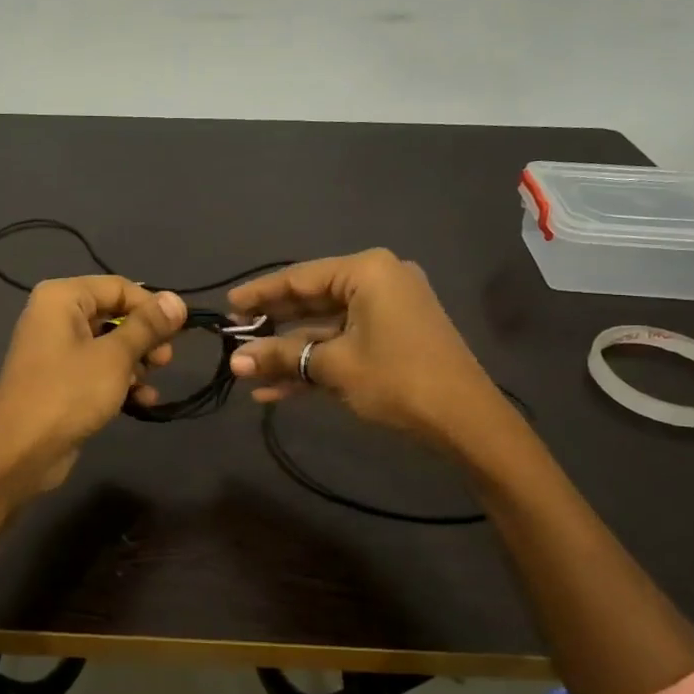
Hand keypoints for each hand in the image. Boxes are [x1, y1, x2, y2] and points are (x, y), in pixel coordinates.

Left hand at [0, 276, 186, 498]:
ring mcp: (56, 350)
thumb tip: (177, 300)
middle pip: (115, 315)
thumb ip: (148, 326)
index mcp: (62, 298)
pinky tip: (142, 401)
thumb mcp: (115, 357)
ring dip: (136, 363)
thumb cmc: (68, 393)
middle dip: (145, 338)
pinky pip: (98, 369)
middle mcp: (56, 316)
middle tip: (166, 360)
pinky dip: (120, 381)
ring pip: (109, 345)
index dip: (152, 307)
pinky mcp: (60, 380)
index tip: (180, 331)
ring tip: (152, 384)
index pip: (119, 287)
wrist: (20, 453)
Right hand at [226, 249, 497, 448]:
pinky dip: (315, 363)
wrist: (467, 422)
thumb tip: (235, 362)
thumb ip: (281, 357)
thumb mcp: (333, 366)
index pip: (299, 278)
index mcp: (367, 272)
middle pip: (311, 301)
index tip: (227, 306)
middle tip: (234, 337)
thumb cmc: (398, 379)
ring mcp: (387, 312)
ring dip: (289, 353)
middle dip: (272, 326)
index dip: (259, 294)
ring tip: (247, 372)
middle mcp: (378, 281)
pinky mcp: (392, 339)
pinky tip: (276, 390)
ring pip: (325, 328)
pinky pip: (344, 343)